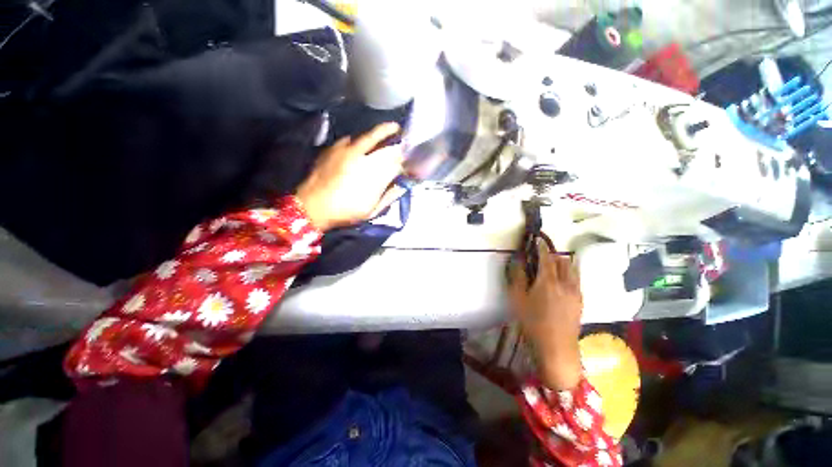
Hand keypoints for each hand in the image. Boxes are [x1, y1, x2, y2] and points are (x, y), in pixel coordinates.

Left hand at [296, 122, 404, 230]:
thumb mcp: (371, 211)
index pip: (396, 163)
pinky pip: (350, 139)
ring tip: (389, 129)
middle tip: (402, 132)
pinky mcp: (334, 149)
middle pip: (385, 144)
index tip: (409, 162)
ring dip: (380, 132)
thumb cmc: (345, 212)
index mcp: (375, 177)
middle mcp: (364, 160)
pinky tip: (360, 142)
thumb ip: (388, 197)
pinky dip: (359, 139)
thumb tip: (401, 187)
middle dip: (396, 139)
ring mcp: (347, 151)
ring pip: (368, 135)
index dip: (405, 161)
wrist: (312, 207)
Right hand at [508, 239, 583, 389]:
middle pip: (563, 261)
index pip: (546, 257)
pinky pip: (577, 280)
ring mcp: (576, 293)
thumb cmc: (532, 322)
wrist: (556, 348)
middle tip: (543, 256)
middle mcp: (566, 283)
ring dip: (564, 263)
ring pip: (573, 270)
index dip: (541, 247)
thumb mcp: (517, 299)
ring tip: (554, 266)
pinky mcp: (581, 302)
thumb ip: (517, 277)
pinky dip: (570, 274)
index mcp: (548, 281)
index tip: (537, 239)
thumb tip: (517, 261)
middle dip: (553, 254)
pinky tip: (562, 282)